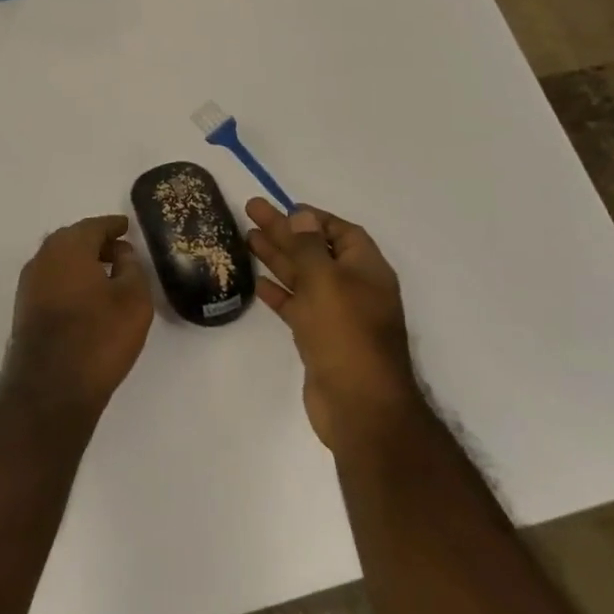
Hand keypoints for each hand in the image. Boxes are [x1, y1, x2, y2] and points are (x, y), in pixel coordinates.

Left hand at [0, 215, 154, 424]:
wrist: (50, 387)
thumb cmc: (98, 337)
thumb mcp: (133, 299)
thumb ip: (132, 267)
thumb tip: (121, 252)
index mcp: (68, 246)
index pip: (94, 226)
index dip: (113, 226)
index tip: (127, 226)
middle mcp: (43, 257)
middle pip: (73, 240)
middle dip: (96, 242)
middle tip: (120, 251)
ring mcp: (29, 283)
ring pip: (60, 261)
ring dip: (82, 262)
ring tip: (107, 276)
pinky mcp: (24, 308)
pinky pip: (52, 281)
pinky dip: (70, 280)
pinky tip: (87, 297)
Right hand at [246, 197, 413, 453]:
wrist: (359, 406)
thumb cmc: (346, 334)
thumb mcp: (326, 281)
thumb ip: (309, 247)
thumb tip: (302, 215)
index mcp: (366, 270)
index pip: (341, 232)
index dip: (313, 218)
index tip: (283, 207)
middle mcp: (353, 289)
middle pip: (315, 251)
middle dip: (285, 232)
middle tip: (251, 212)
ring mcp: (337, 315)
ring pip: (303, 278)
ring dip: (277, 258)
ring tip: (247, 238)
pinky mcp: (320, 339)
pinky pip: (297, 306)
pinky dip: (279, 293)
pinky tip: (258, 282)